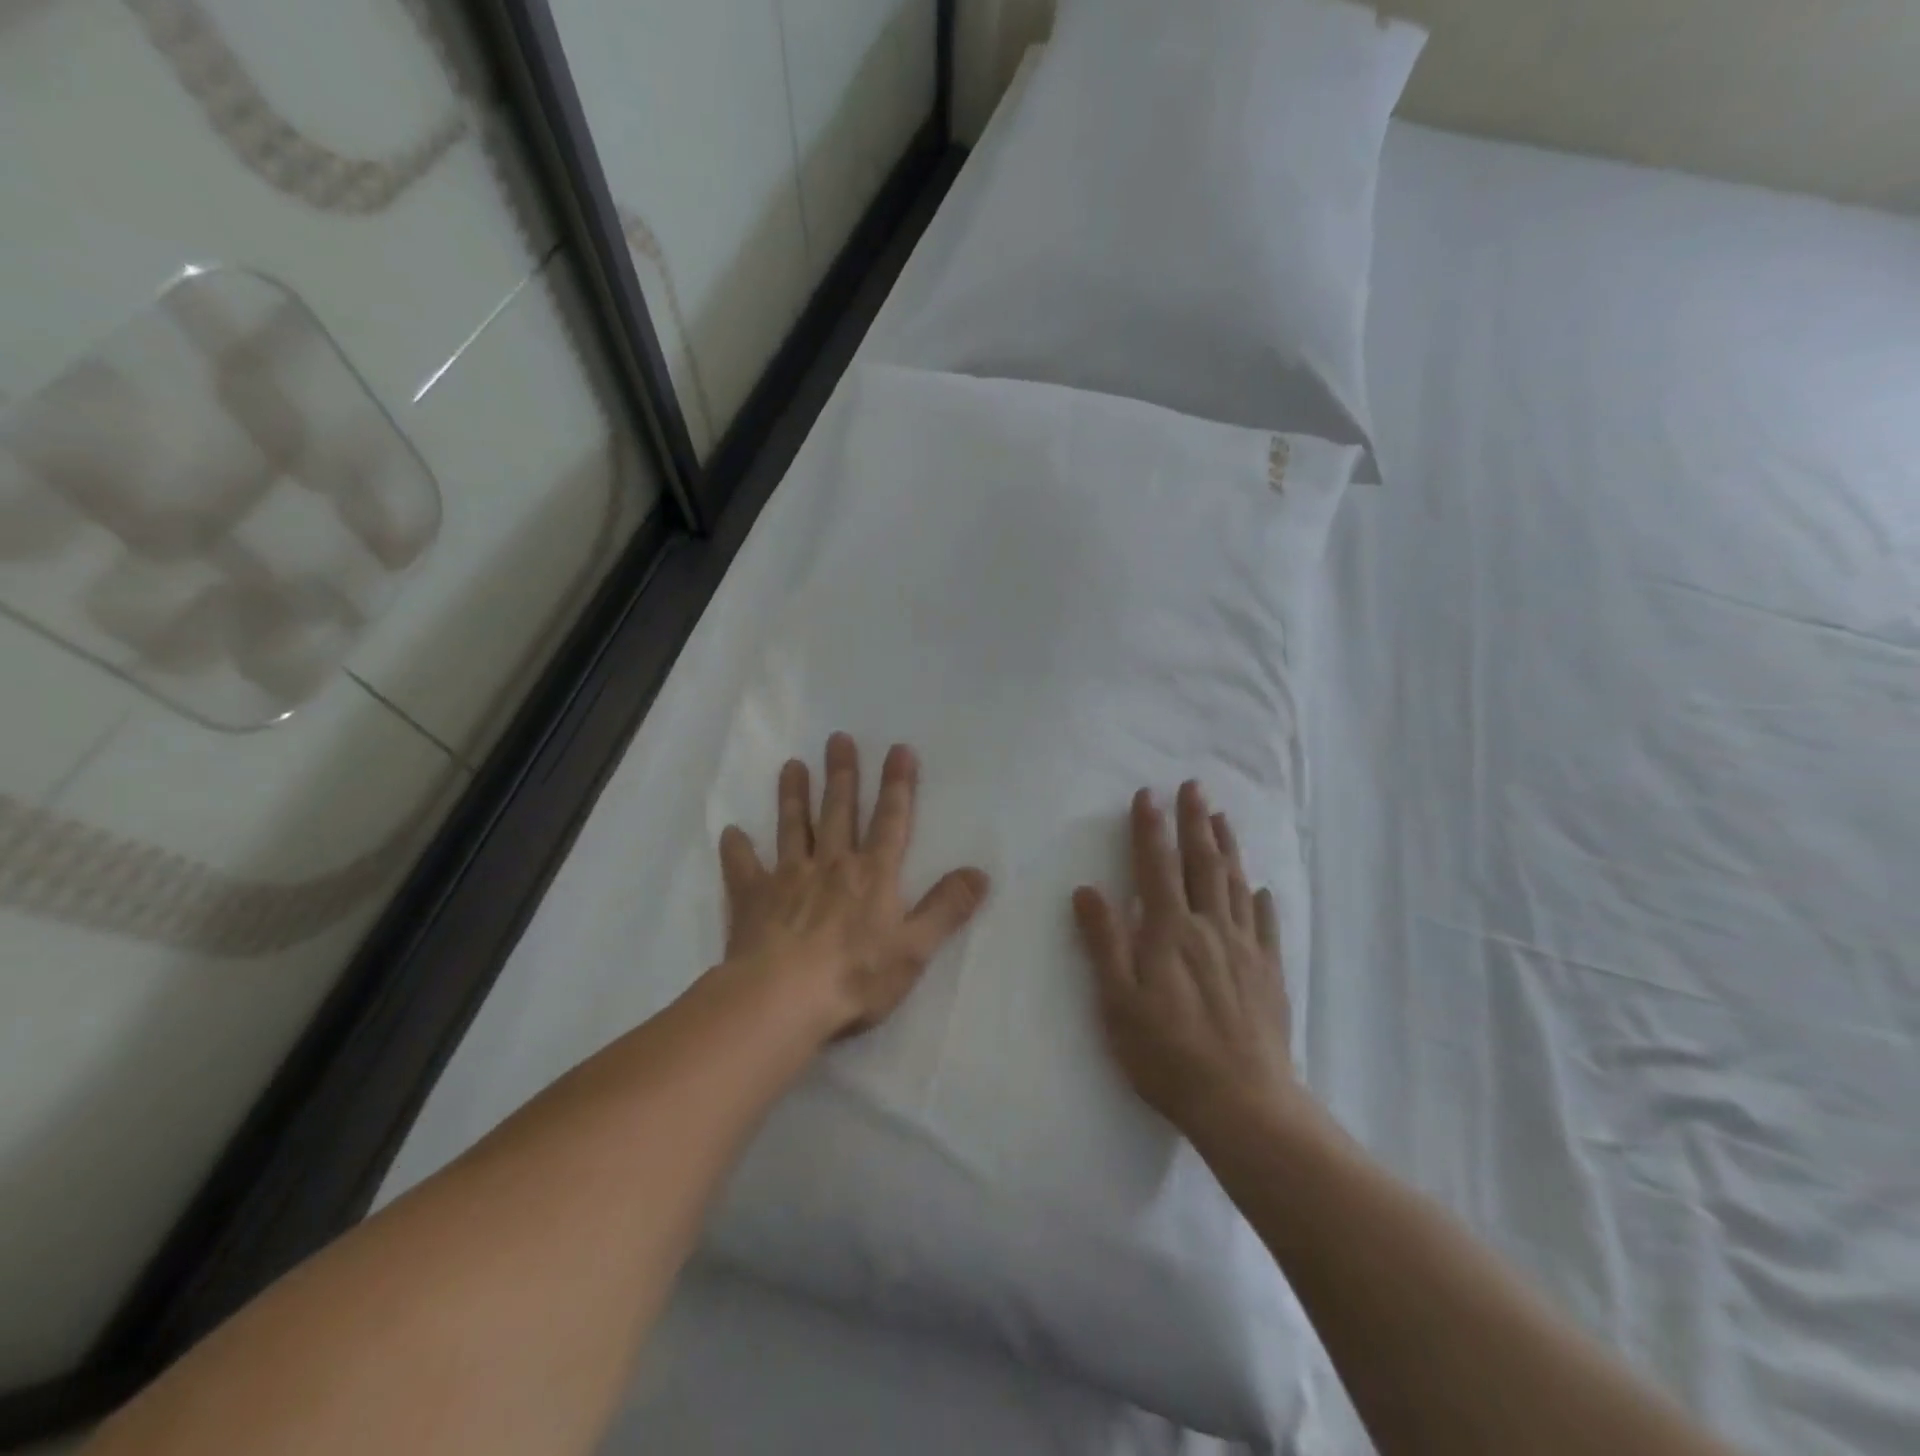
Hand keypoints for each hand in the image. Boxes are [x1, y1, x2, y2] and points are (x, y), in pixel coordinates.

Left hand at [717, 733, 991, 1043]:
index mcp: (873, 875)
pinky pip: (744, 868)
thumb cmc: (856, 976)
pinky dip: (738, 849)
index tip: (898, 749)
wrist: (783, 999)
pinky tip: (731, 832)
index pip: (891, 820)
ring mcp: (789, 878)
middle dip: (843, 774)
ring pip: (793, 827)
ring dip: (794, 796)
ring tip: (792, 765)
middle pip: (839, 811)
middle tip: (837, 739)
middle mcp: (832, 865)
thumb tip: (980, 873)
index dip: (898, 785)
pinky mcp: (753, 899)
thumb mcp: (915, 948)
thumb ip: (947, 908)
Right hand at [1073, 782, 1297, 1142]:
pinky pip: (1267, 924)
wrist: (1243, 1103)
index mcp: (1169, 931)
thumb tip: (1087, 890)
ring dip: (1227, 846)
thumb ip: (1104, 943)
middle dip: (1194, 821)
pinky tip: (1260, 888)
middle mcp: (1209, 927)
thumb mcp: (1118, 1002)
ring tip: (1222, 817)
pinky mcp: (1270, 972)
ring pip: (1235, 884)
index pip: (1155, 866)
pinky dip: (1261, 900)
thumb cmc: (1167, 1055)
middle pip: (1202, 863)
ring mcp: (1244, 948)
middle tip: (1193, 786)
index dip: (1149, 828)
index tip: (1147, 795)